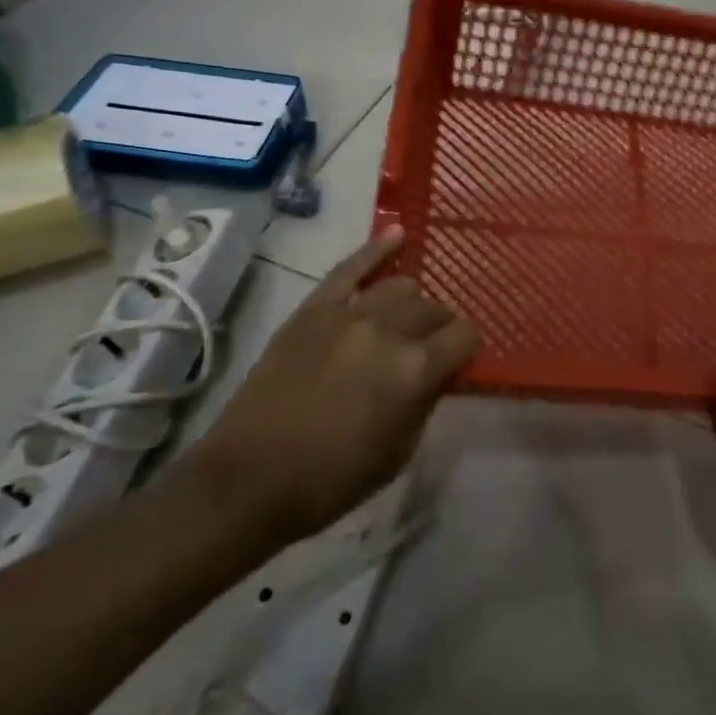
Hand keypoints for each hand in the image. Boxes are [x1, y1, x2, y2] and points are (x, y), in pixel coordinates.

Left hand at [190, 230, 477, 545]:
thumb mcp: (400, 452)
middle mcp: (387, 330)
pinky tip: (396, 234)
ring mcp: (347, 313)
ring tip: (402, 320)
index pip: (464, 335)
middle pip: (433, 307)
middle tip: (429, 348)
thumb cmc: (332, 479)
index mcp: (414, 370)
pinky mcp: (312, 309)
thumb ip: (427, 400)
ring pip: (400, 285)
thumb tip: (440, 371)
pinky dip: (376, 249)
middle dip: (440, 326)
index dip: (466, 349)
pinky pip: (350, 268)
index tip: (459, 361)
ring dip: (410, 303)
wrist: (249, 480)